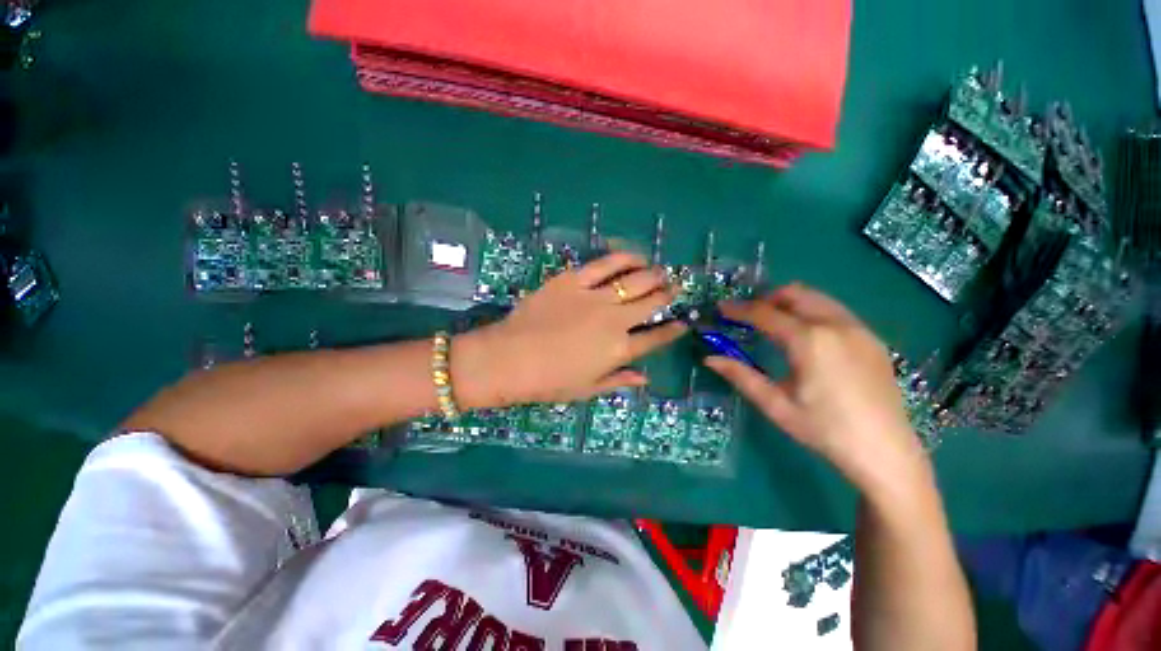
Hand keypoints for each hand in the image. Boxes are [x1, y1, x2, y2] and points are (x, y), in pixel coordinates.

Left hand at [454, 251, 686, 405]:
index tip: (683, 322)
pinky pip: (605, 264)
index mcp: (619, 350)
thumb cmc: (548, 382)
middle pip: (651, 301)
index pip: (656, 338)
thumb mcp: (587, 389)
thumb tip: (644, 378)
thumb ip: (619, 380)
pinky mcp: (574, 280)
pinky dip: (623, 258)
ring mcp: (595, 297)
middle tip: (673, 287)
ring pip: (635, 279)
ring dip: (652, 273)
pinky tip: (633, 256)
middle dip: (668, 293)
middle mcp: (615, 320)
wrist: (509, 359)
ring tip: (659, 270)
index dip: (673, 329)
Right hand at [704, 284, 927, 492]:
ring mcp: (859, 330)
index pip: (765, 313)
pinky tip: (807, 338)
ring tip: (774, 323)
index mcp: (809, 341)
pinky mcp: (873, 339)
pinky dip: (813, 313)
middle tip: (749, 317)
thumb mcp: (775, 405)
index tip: (721, 308)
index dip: (739, 309)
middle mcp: (836, 325)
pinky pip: (836, 312)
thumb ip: (741, 376)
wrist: (886, 452)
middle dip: (767, 299)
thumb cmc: (825, 430)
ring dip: (791, 303)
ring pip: (818, 298)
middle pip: (795, 293)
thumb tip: (709, 358)